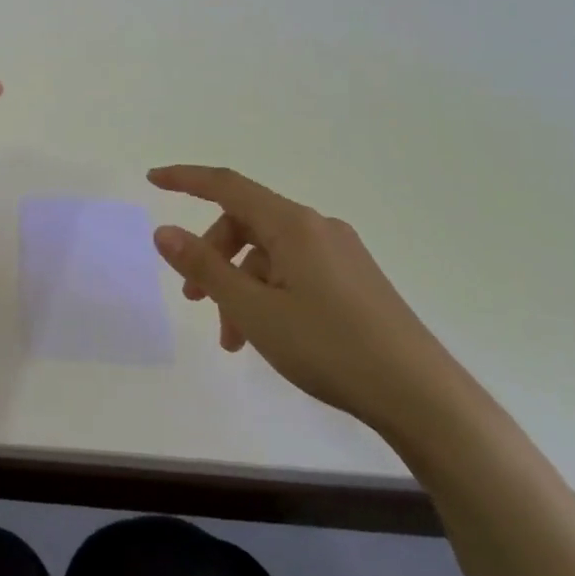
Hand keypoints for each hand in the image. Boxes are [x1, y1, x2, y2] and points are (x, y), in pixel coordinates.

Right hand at [147, 165, 463, 436]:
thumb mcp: (253, 309)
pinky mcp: (354, 280)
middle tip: (193, 300)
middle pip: (246, 224)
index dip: (186, 179)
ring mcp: (340, 254)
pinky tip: (264, 336)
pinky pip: (294, 272)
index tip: (152, 179)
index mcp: (293, 224)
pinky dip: (267, 295)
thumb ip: (204, 266)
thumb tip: (164, 232)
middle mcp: (317, 228)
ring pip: (269, 255)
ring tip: (231, 338)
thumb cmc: (329, 346)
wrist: (422, 396)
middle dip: (212, 257)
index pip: (227, 186)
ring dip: (239, 287)